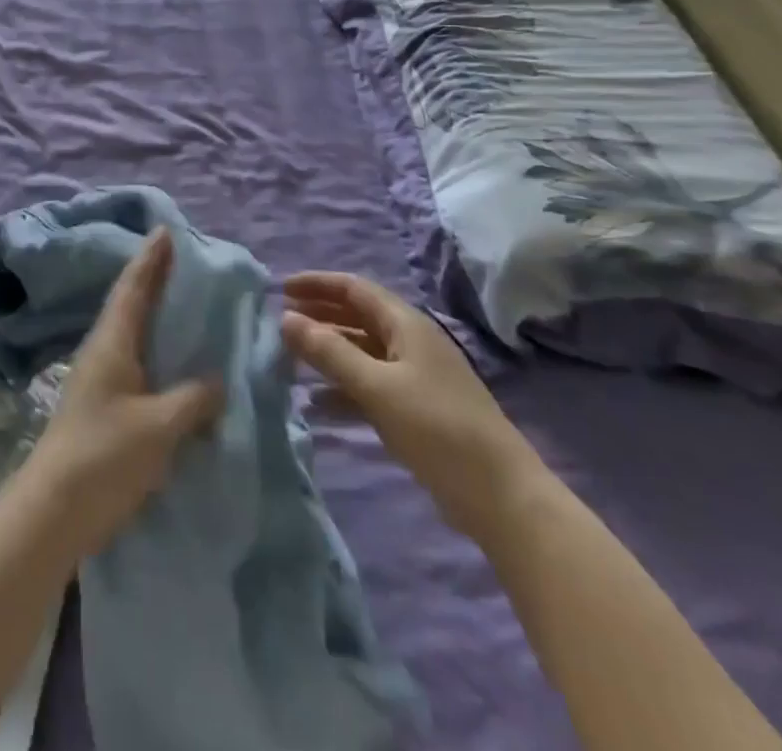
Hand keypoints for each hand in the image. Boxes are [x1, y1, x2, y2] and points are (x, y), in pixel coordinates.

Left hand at [22, 228, 222, 556]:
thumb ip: (193, 399)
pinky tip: (174, 361)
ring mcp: (100, 379)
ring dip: (155, 313)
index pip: (134, 287)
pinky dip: (156, 349)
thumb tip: (216, 381)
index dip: (151, 259)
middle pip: (131, 303)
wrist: (54, 510)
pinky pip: (136, 362)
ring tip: (184, 303)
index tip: (165, 230)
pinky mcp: (103, 406)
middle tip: (182, 259)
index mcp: (112, 341)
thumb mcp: (159, 426)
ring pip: (132, 332)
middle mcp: (103, 351)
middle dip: (154, 278)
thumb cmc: (105, 456)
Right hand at [283, 272, 546, 541]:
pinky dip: (343, 388)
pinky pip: (370, 386)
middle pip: (357, 317)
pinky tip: (317, 405)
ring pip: (362, 352)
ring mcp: (415, 377)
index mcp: (406, 324)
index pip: (354, 288)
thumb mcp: (377, 387)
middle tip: (280, 323)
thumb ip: (329, 352)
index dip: (317, 284)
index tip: (280, 289)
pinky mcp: (416, 410)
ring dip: (328, 353)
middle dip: (319, 316)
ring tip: (290, 361)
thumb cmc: (437, 429)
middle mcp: (410, 342)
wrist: (501, 498)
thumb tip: (285, 318)